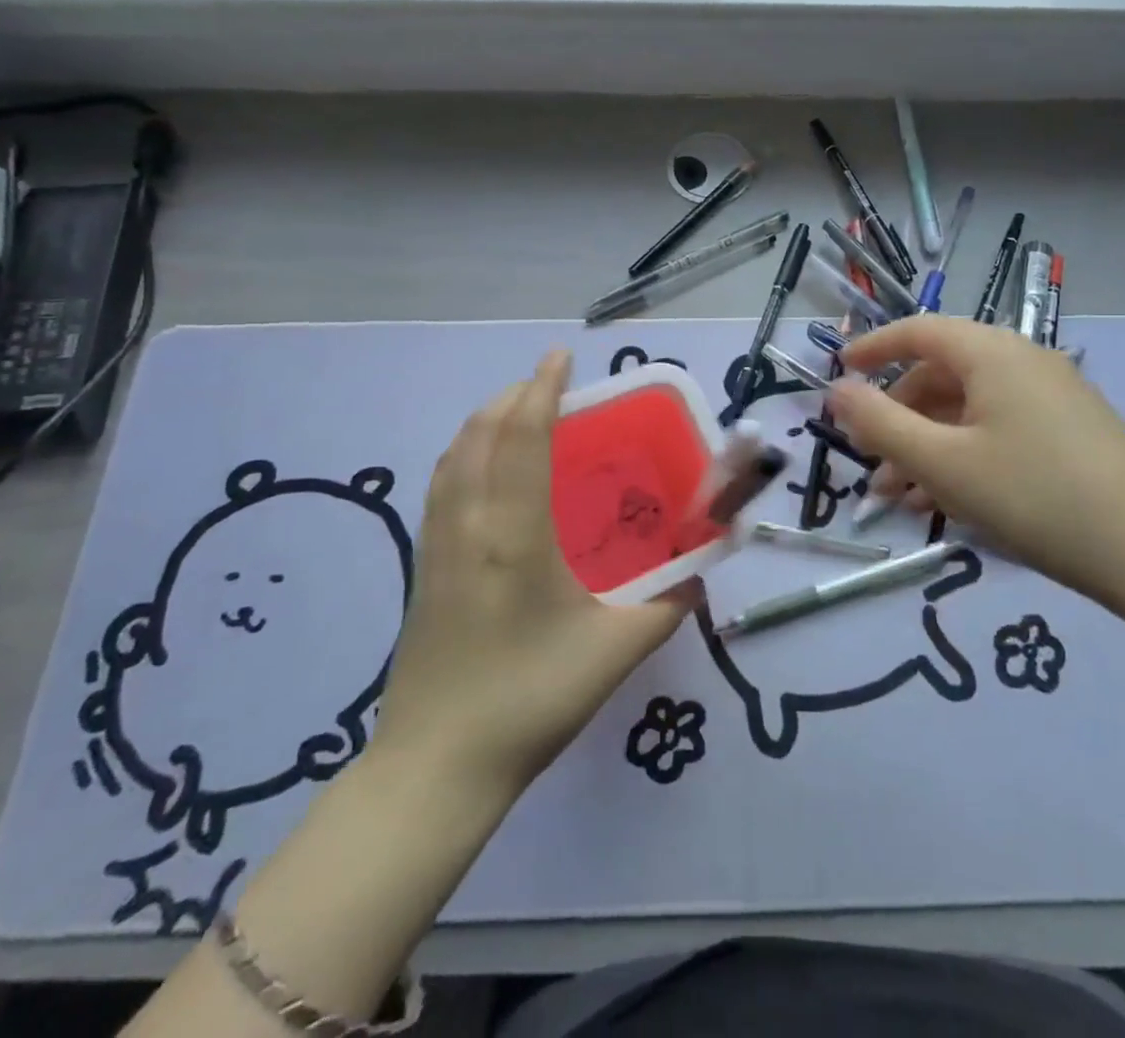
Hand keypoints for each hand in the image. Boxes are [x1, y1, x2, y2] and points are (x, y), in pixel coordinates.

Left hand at [369, 349, 692, 796]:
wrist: (436, 767)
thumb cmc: (530, 700)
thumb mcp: (614, 652)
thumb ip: (667, 604)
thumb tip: (701, 570)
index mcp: (514, 535)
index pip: (522, 438)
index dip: (541, 389)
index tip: (561, 356)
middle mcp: (468, 524)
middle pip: (481, 433)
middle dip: (513, 395)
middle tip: (551, 385)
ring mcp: (437, 545)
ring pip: (454, 456)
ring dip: (485, 420)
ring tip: (519, 413)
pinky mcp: (423, 568)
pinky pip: (442, 485)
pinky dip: (465, 453)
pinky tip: (485, 469)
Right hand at [828, 317, 1124, 606]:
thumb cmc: (1036, 496)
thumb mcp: (944, 463)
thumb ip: (881, 423)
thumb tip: (836, 391)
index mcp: (991, 353)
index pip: (918, 331)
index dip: (873, 348)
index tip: (837, 375)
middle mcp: (1022, 363)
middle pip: (941, 375)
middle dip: (896, 416)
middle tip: (868, 460)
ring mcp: (1052, 399)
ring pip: (968, 411)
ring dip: (926, 445)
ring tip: (898, 497)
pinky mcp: (1070, 435)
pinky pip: (998, 432)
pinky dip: (963, 458)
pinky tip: (945, 504)